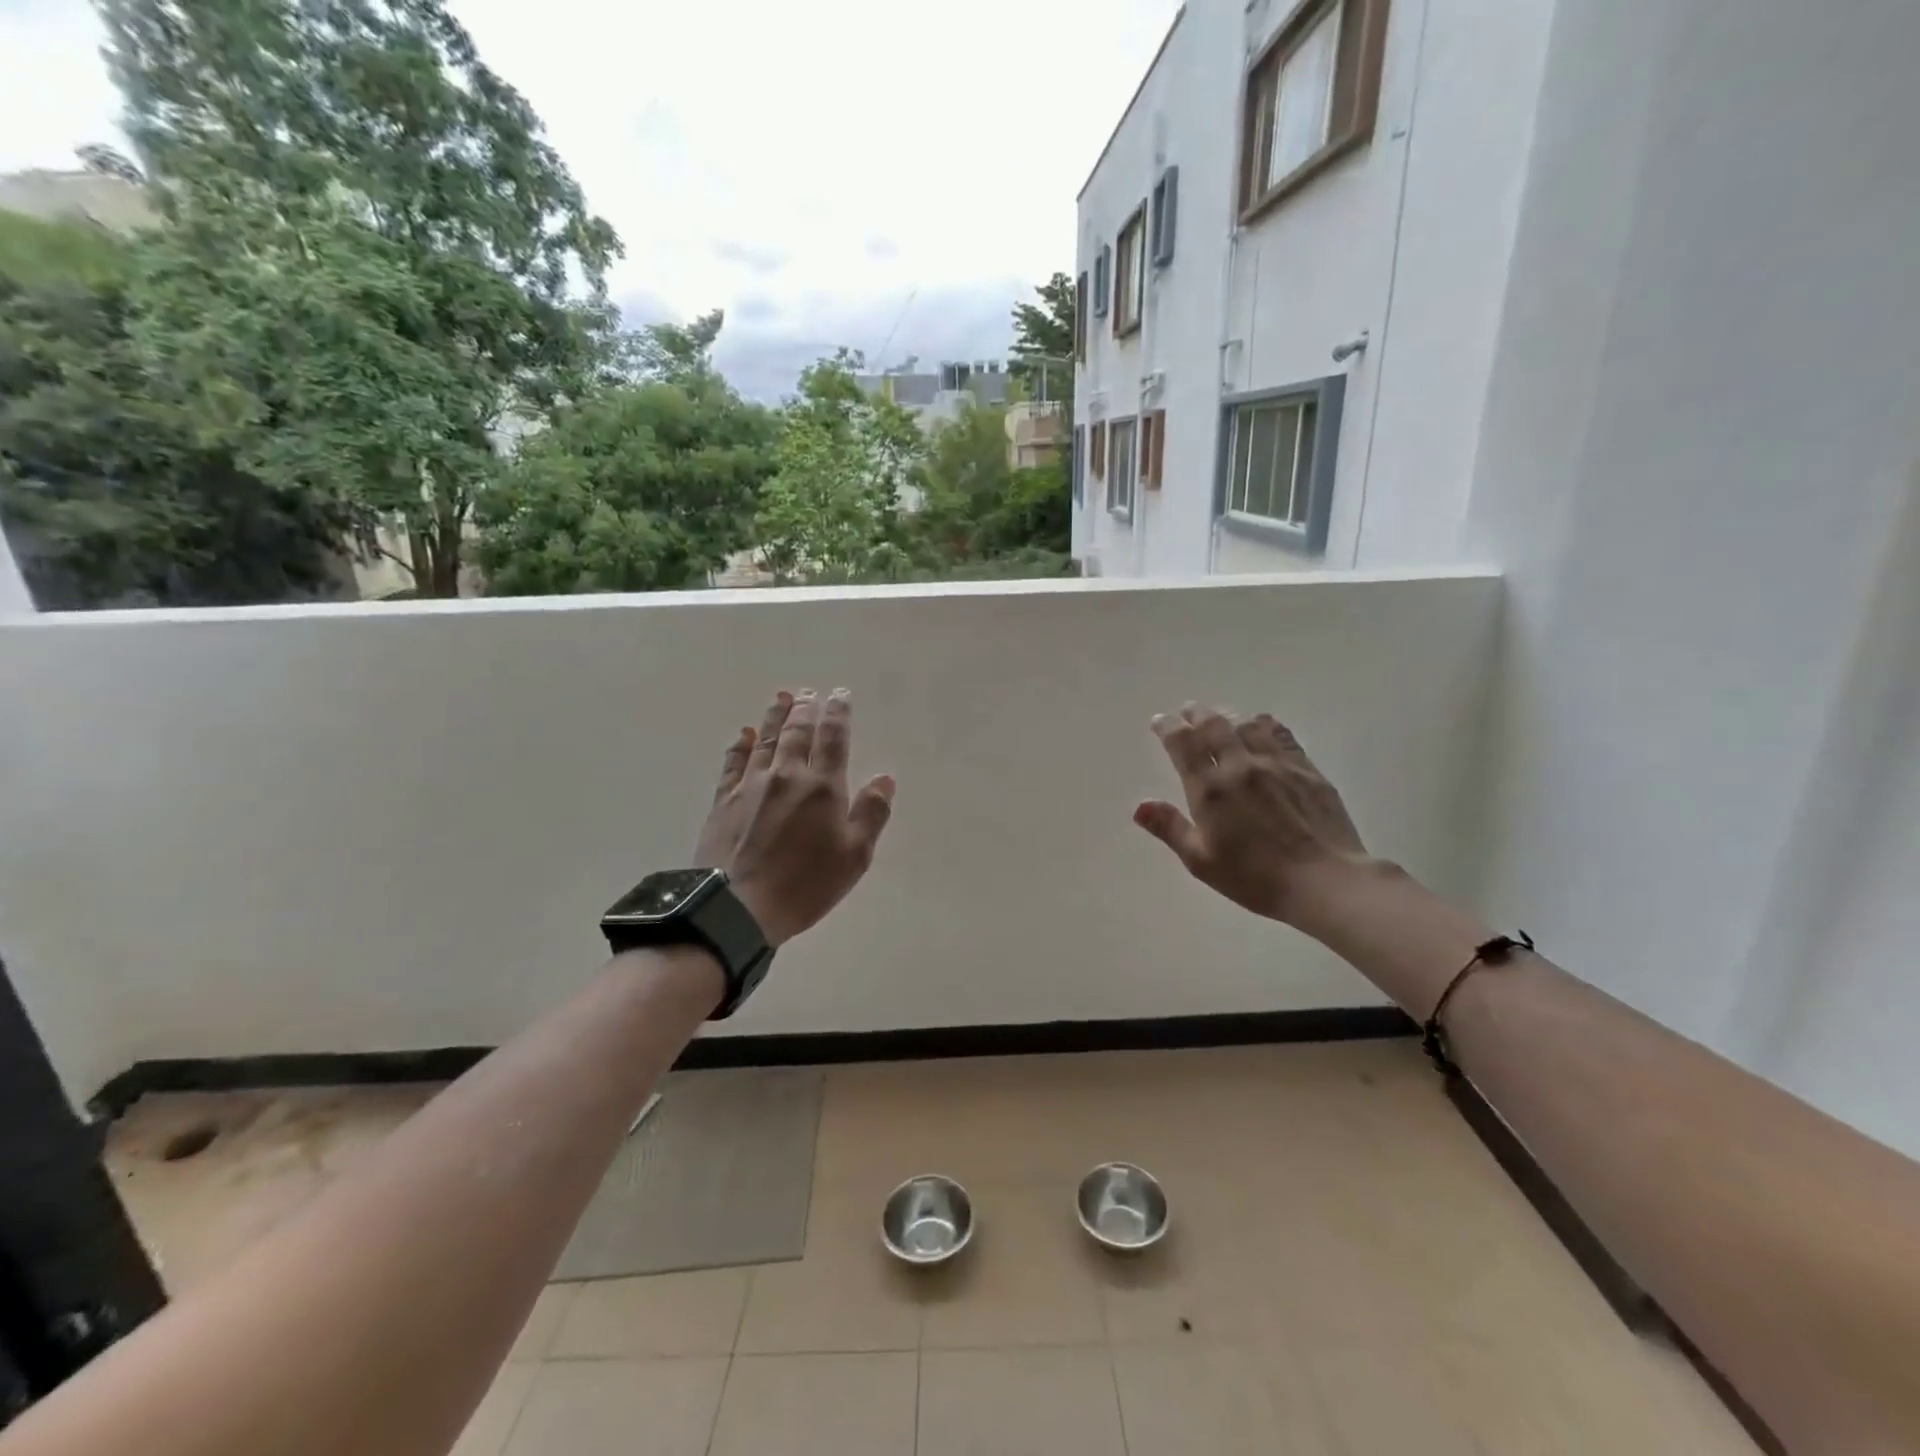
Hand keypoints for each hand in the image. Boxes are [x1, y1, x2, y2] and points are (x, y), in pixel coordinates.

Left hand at [694, 689, 895, 945]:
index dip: (838, 714)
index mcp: (822, 787)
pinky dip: (740, 744)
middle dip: (805, 708)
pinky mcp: (724, 800)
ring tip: (782, 697)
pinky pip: (733, 762)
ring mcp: (751, 785)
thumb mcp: (854, 856)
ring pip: (766, 740)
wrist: (737, 906)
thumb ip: (871, 813)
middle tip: (809, 692)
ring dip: (776, 716)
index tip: (839, 694)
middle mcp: (787, 775)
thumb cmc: (805, 884)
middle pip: (797, 732)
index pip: (833, 739)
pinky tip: (744, 734)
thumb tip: (884, 778)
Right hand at [1135, 704, 1369, 927]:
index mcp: (1210, 789)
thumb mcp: (1201, 861)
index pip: (1182, 744)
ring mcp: (1276, 764)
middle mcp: (1240, 766)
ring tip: (1221, 716)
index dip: (1167, 728)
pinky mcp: (1306, 769)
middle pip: (1214, 725)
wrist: (1325, 881)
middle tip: (1188, 711)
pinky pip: (1281, 735)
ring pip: (1247, 725)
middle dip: (1196, 715)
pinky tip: (1262, 725)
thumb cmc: (1255, 878)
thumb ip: (1171, 828)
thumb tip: (1140, 806)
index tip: (1159, 721)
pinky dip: (1265, 724)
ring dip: (1228, 716)